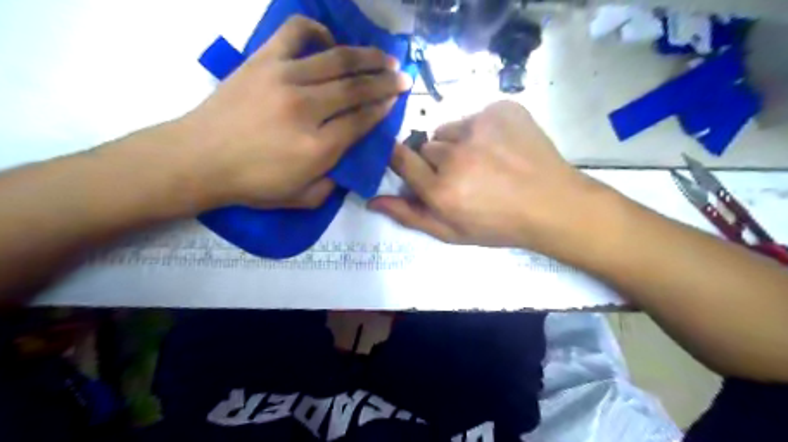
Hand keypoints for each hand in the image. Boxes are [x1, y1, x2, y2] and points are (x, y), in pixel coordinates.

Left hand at [173, 15, 412, 207]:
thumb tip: (347, 161)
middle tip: (403, 76)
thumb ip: (333, 185)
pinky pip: (296, 33)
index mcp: (319, 148)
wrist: (197, 159)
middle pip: (357, 88)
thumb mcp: (301, 198)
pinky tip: (329, 41)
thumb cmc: (251, 184)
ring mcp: (284, 79)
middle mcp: (307, 109)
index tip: (397, 100)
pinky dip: (318, 31)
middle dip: (386, 81)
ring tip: (384, 56)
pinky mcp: (263, 61)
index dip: (383, 108)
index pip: (362, 120)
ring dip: (367, 56)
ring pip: (337, 59)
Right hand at [370, 101, 604, 252]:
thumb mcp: (451, 232)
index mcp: (440, 189)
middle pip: (427, 145)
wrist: (552, 205)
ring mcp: (480, 126)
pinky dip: (481, 129)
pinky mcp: (501, 109)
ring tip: (483, 160)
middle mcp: (455, 155)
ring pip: (449, 129)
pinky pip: (475, 115)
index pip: (400, 158)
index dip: (400, 157)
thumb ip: (410, 215)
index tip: (408, 162)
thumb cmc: (498, 225)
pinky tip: (501, 147)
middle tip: (462, 175)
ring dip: (458, 143)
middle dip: (437, 159)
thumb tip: (372, 200)